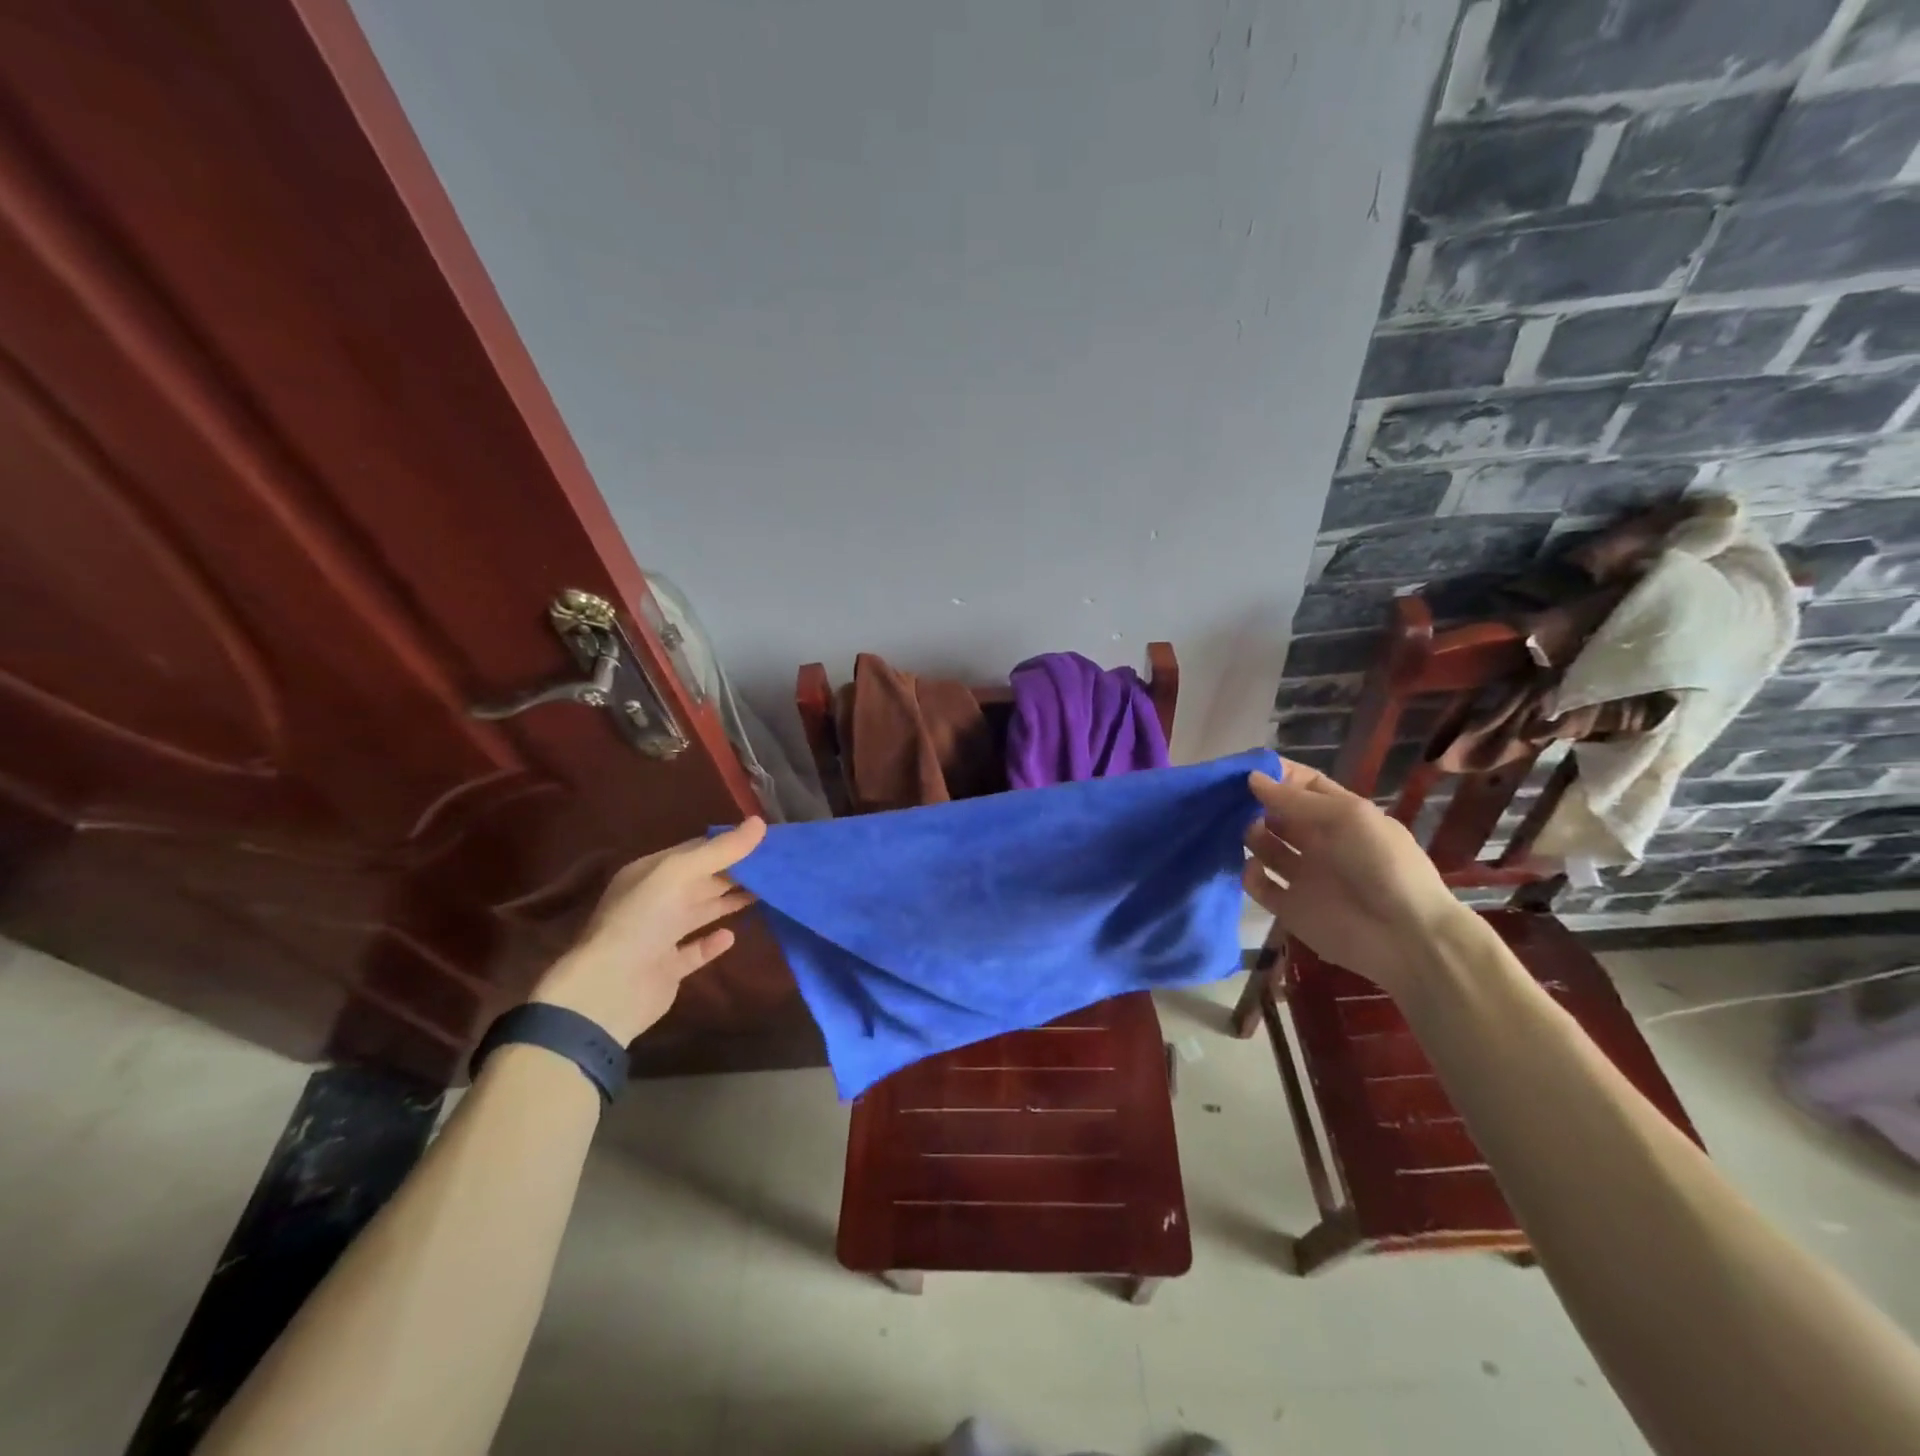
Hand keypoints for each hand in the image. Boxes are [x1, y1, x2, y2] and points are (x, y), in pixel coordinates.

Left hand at [531, 818, 765, 1043]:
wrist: (609, 990)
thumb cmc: (642, 920)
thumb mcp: (679, 873)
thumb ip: (721, 850)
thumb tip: (760, 822)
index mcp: (651, 873)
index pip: (695, 850)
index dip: (729, 844)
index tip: (765, 840)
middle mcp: (654, 901)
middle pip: (701, 880)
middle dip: (735, 872)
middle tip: (775, 865)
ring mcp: (660, 936)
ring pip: (701, 912)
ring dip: (729, 902)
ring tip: (765, 893)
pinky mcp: (668, 968)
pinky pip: (695, 950)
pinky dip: (713, 943)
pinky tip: (732, 936)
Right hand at [1242, 762, 1471, 999]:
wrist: (1405, 936)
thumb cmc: (1381, 864)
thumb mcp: (1346, 817)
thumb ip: (1295, 799)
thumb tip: (1252, 778)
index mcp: (1340, 816)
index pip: (1303, 785)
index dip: (1277, 775)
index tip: (1244, 768)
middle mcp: (1319, 842)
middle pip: (1278, 814)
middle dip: (1255, 803)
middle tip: (1227, 798)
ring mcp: (1303, 875)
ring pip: (1264, 847)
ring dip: (1249, 834)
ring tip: (1240, 829)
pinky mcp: (1289, 908)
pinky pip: (1259, 886)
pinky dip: (1250, 875)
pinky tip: (1253, 867)